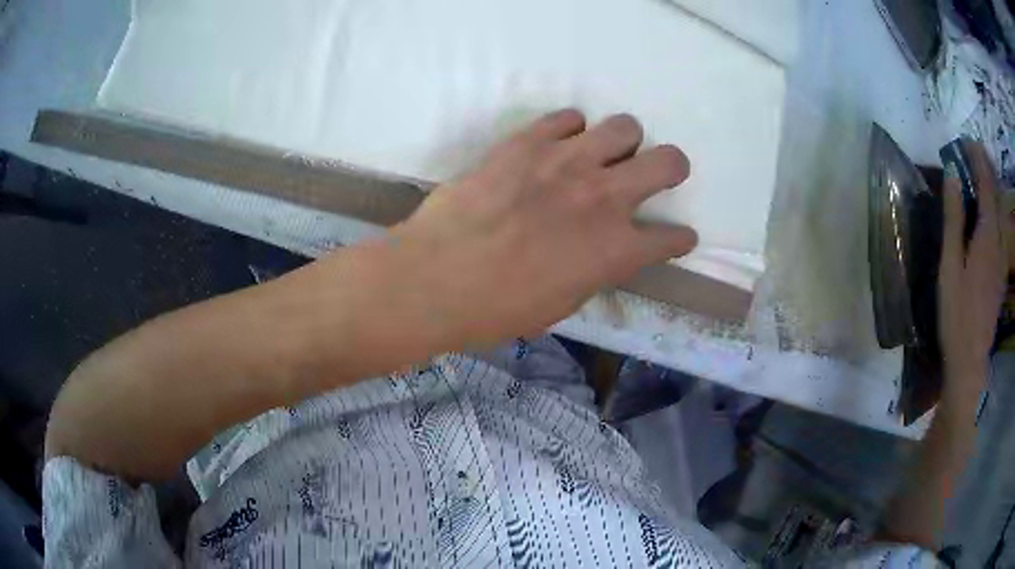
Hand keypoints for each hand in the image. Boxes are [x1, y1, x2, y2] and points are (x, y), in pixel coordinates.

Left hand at [392, 109, 697, 348]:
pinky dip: (571, 130)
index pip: (671, 238)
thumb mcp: (562, 302)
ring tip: (603, 154)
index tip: (676, 238)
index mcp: (616, 250)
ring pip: (625, 126)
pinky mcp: (527, 141)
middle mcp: (604, 197)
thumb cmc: (496, 309)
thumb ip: (596, 268)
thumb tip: (604, 250)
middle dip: (671, 168)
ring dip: (623, 141)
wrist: (434, 277)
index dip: (678, 239)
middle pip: (669, 161)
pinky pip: (567, 117)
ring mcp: (567, 161)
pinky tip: (558, 145)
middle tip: (656, 175)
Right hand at [938, 141, 1005, 399]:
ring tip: (983, 172)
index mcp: (986, 236)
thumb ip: (953, 218)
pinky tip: (991, 209)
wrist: (970, 359)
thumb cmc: (956, 313)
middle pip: (996, 194)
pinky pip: (1002, 228)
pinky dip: (996, 208)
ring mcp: (1002, 258)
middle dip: (987, 168)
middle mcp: (998, 241)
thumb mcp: (950, 264)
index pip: (986, 184)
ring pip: (1001, 211)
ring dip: (993, 186)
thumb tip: (952, 174)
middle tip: (975, 150)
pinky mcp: (1001, 271)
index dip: (978, 159)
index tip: (967, 141)